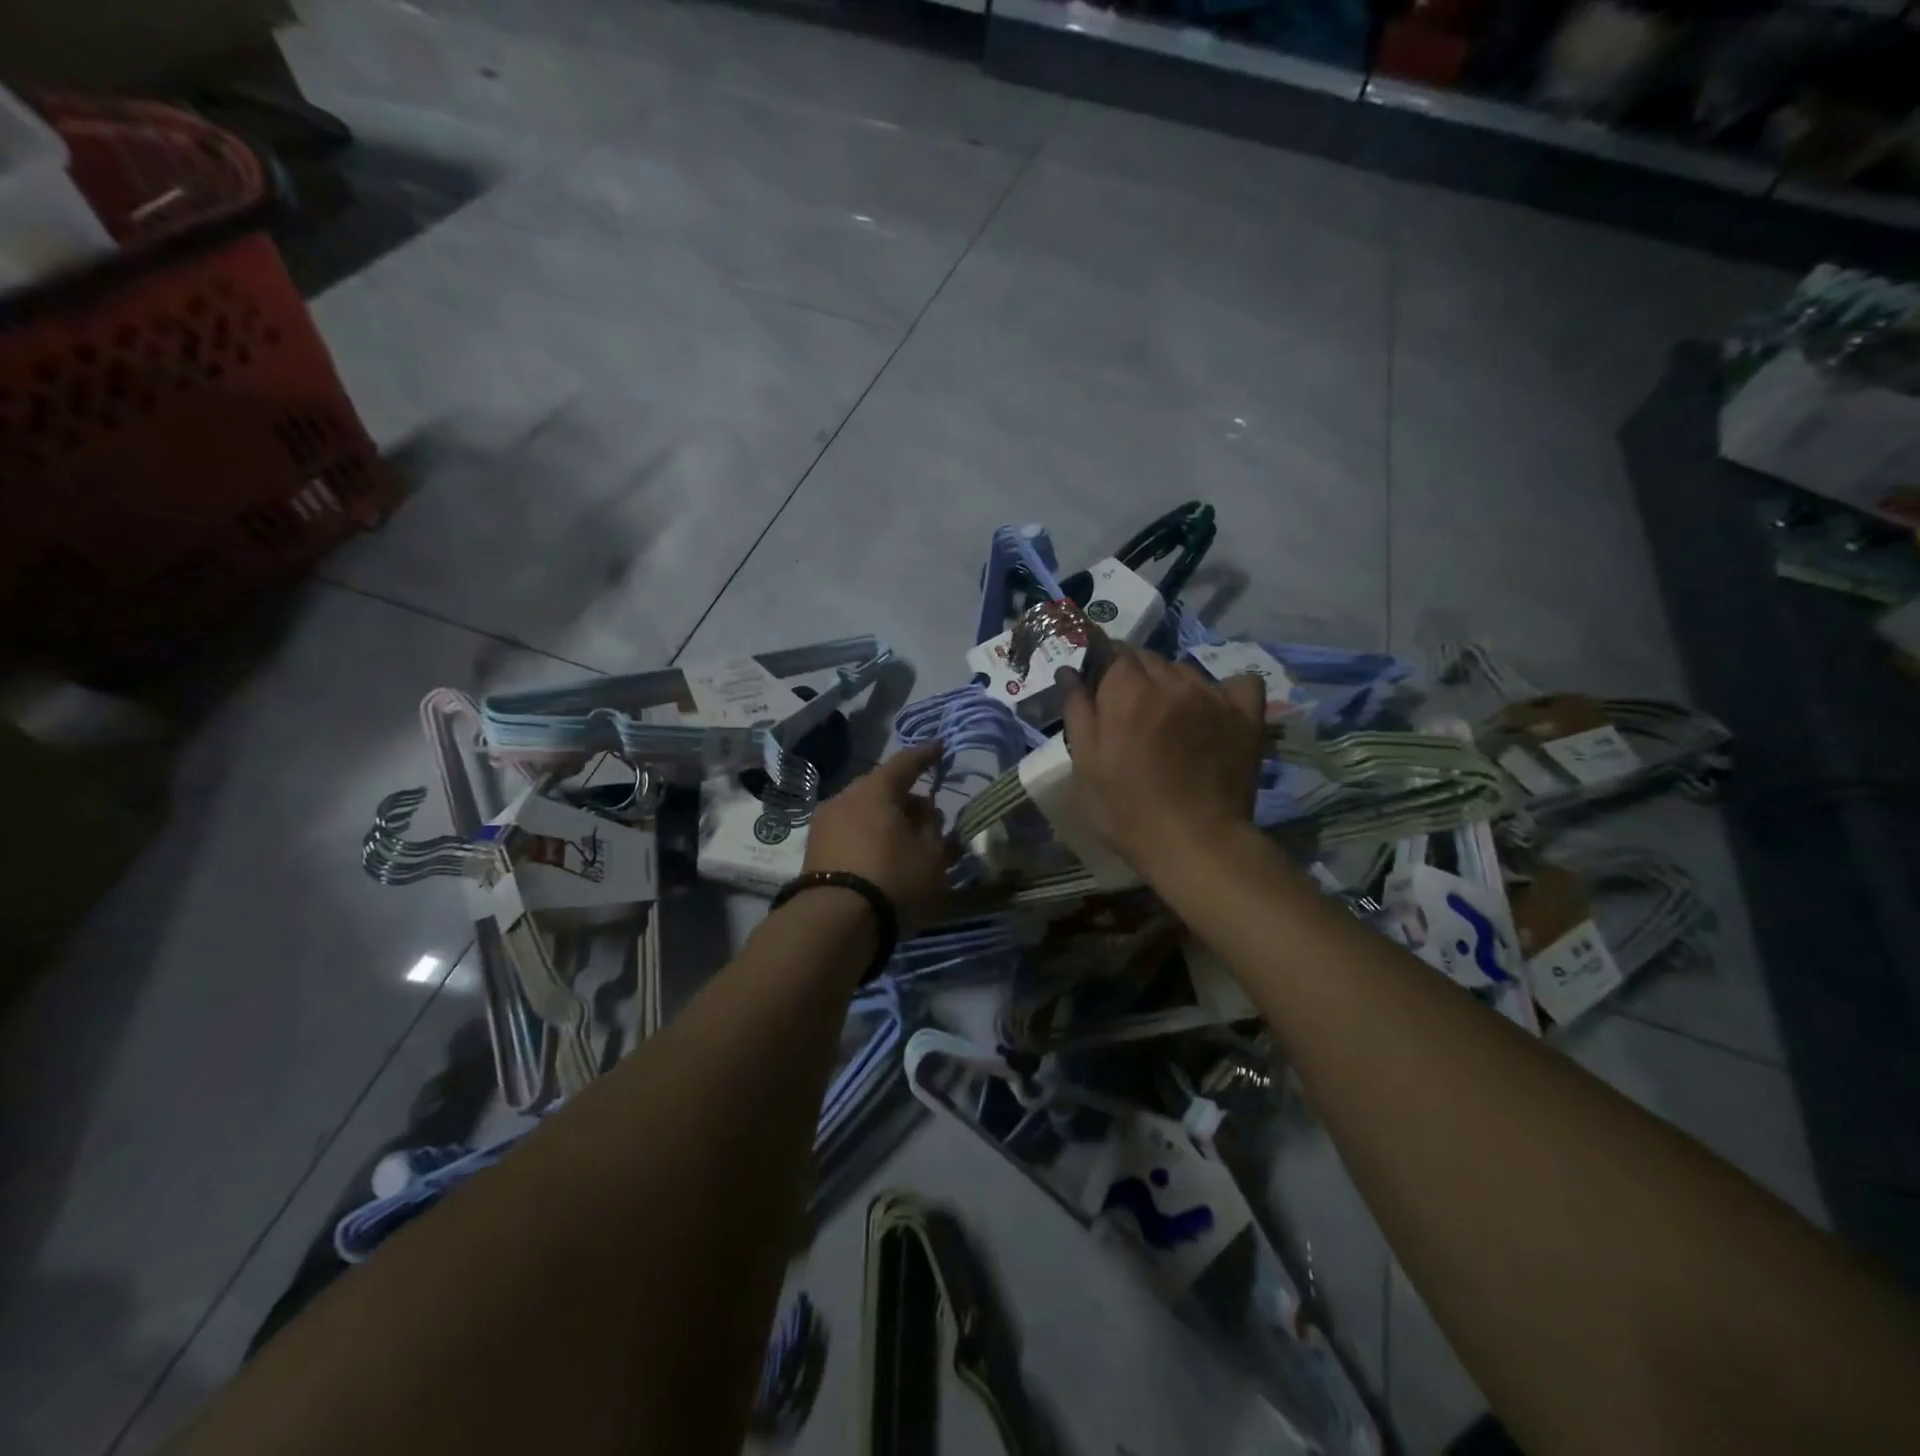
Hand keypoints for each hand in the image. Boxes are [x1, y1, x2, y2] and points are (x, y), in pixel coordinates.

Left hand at [802, 740, 951, 933]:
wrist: (834, 924)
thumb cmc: (893, 880)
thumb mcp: (932, 857)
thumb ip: (934, 830)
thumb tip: (927, 816)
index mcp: (875, 789)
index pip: (905, 763)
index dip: (926, 755)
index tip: (940, 748)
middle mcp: (845, 797)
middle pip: (881, 788)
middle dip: (906, 797)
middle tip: (928, 814)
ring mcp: (824, 823)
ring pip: (863, 811)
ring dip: (886, 819)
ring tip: (906, 841)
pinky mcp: (813, 850)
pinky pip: (849, 831)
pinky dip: (868, 836)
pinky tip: (881, 856)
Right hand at [1059, 647, 1265, 875]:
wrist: (1196, 844)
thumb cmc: (1128, 810)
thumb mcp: (1086, 765)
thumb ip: (1077, 711)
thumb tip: (1070, 670)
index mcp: (1128, 692)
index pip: (1113, 651)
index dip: (1103, 667)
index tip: (1100, 689)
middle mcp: (1172, 682)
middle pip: (1148, 658)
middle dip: (1134, 675)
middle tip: (1130, 712)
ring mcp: (1213, 696)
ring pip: (1186, 670)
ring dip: (1172, 684)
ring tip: (1169, 718)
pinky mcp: (1246, 715)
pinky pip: (1238, 682)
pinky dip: (1224, 690)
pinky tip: (1213, 711)